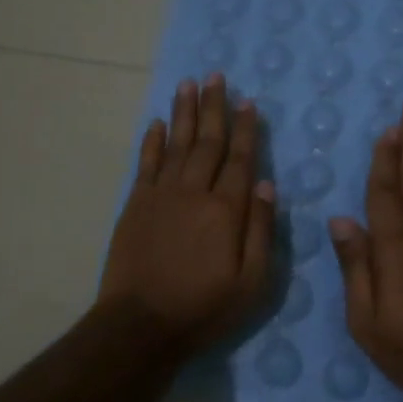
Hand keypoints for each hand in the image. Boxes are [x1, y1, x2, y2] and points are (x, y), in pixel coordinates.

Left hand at [98, 74, 275, 353]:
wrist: (140, 325)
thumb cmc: (204, 308)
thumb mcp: (252, 282)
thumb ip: (261, 230)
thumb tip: (267, 184)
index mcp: (226, 210)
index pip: (241, 159)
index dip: (246, 129)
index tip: (249, 102)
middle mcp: (194, 192)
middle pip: (208, 142)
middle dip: (214, 108)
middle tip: (216, 77)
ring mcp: (161, 196)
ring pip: (177, 144)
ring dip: (184, 113)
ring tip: (188, 84)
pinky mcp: (136, 205)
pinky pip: (146, 164)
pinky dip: (153, 141)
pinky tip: (158, 123)